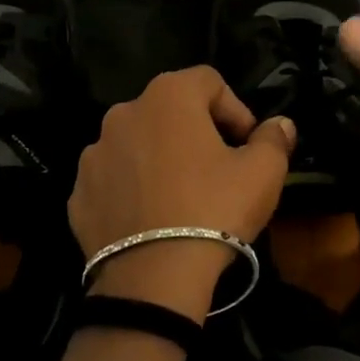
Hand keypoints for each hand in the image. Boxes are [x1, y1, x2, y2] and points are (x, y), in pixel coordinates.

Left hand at [69, 67, 296, 318]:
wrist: (153, 279)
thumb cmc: (214, 210)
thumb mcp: (263, 173)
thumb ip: (274, 139)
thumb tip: (280, 125)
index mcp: (168, 96)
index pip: (209, 81)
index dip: (235, 109)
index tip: (248, 145)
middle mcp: (124, 113)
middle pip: (170, 110)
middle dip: (197, 132)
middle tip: (219, 169)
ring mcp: (95, 154)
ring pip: (139, 144)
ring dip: (161, 159)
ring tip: (183, 197)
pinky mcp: (78, 193)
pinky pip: (115, 179)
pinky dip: (134, 189)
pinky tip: (153, 219)